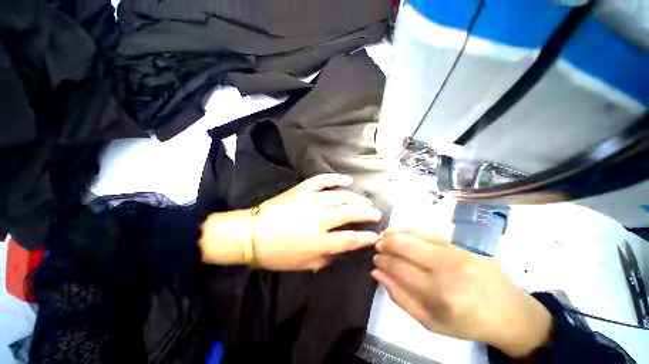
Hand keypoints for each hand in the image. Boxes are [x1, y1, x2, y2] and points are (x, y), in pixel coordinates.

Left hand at [200, 174, 381, 270]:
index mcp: (319, 242)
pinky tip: (347, 180)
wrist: (251, 234)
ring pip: (341, 197)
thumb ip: (323, 260)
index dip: (365, 238)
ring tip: (365, 200)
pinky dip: (336, 179)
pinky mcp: (302, 190)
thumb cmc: (276, 254)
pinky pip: (322, 181)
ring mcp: (311, 202)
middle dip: (367, 213)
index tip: (376, 235)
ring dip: (356, 198)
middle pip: (350, 214)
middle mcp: (319, 220)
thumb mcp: (302, 265)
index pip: (349, 240)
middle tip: (376, 213)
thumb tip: (337, 253)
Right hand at [372, 230, 551, 356]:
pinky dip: (409, 229)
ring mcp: (452, 252)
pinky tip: (401, 231)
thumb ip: (400, 297)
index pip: (397, 267)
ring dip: (393, 233)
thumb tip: (377, 273)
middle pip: (403, 245)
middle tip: (377, 247)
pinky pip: (427, 231)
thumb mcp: (431, 323)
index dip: (381, 261)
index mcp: (437, 293)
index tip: (374, 260)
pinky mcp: (458, 244)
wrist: (510, 312)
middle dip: (384, 243)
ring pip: (413, 233)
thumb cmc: (468, 323)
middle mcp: (444, 267)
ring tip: (384, 236)